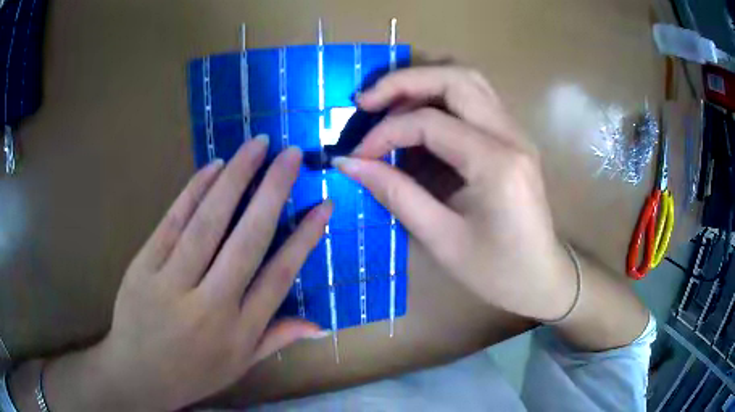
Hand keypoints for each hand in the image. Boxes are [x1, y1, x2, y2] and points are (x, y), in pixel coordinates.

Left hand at [43, 137, 331, 410]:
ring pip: (208, 222)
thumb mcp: (239, 365)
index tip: (322, 205)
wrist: (137, 375)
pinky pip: (172, 222)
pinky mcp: (143, 267)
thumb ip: (277, 339)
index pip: (279, 276)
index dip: (304, 238)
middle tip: (291, 155)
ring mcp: (172, 283)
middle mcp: (211, 305)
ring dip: (235, 178)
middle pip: (247, 240)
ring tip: (257, 146)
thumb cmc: (192, 373)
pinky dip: (194, 191)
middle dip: (272, 191)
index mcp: (239, 331)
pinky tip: (213, 168)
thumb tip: (321, 325)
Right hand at [334, 67, 576, 321]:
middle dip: (404, 82)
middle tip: (366, 102)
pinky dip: (441, 98)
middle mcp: (511, 135)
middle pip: (456, 78)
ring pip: (468, 81)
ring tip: (388, 105)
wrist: (542, 279)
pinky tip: (419, 119)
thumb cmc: (496, 271)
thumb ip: (395, 193)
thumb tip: (349, 163)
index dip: (385, 133)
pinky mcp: (514, 138)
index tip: (357, 156)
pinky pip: (476, 100)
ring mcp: (517, 133)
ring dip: (424, 84)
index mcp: (497, 163)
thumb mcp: (441, 238)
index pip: (429, 122)